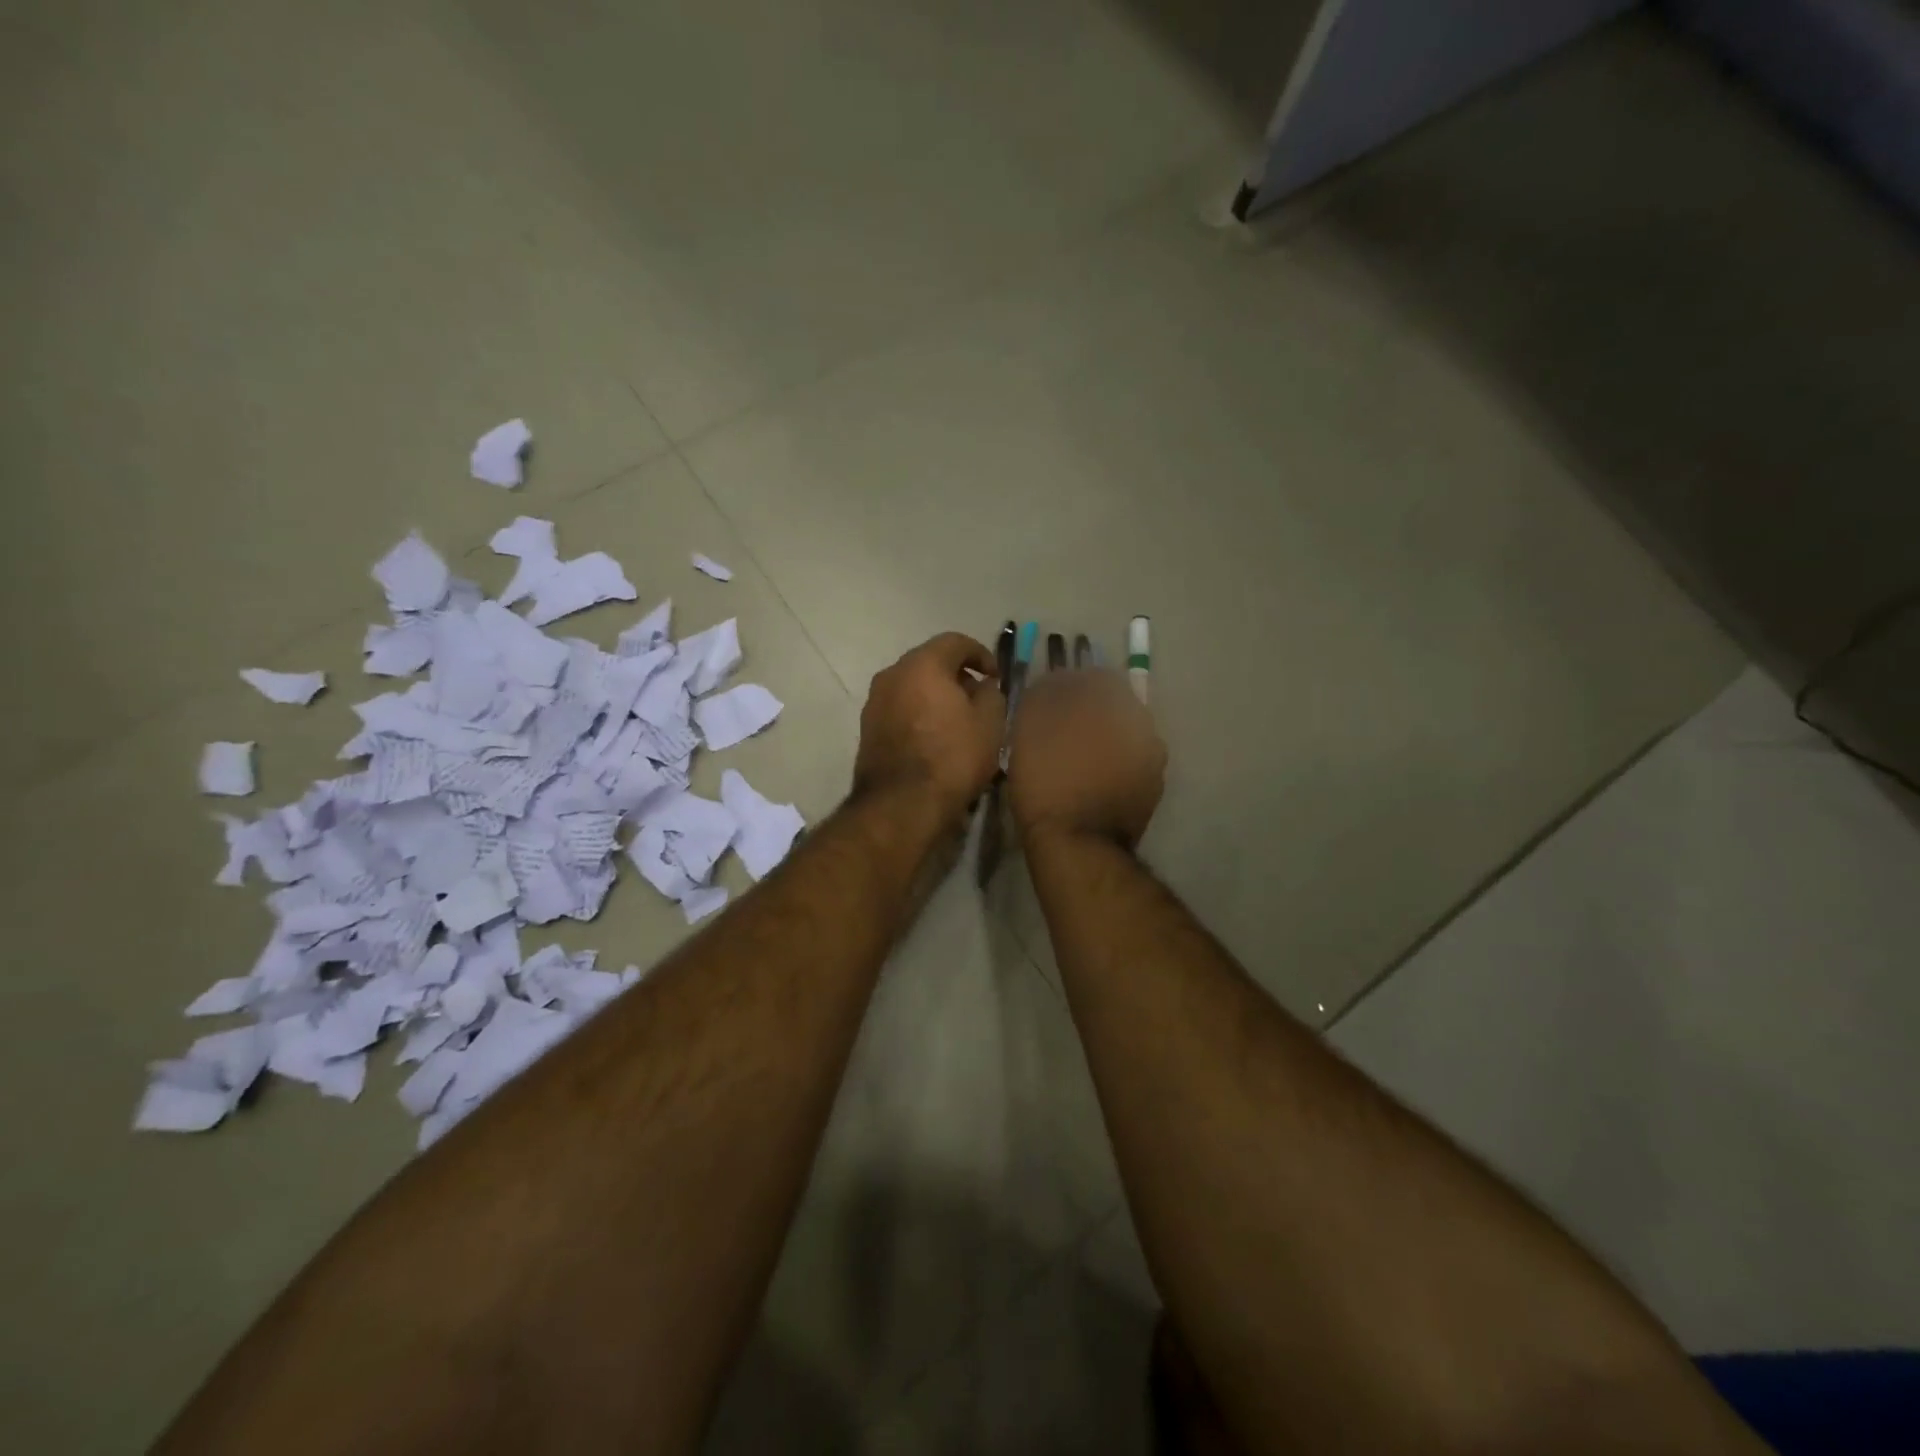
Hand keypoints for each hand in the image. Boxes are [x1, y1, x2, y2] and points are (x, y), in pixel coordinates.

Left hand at [853, 633, 1006, 825]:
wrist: (901, 805)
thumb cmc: (952, 757)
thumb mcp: (990, 724)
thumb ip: (991, 694)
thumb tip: (983, 686)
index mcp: (922, 664)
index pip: (955, 642)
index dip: (981, 654)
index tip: (995, 677)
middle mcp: (892, 674)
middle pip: (930, 663)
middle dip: (956, 676)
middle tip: (978, 699)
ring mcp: (874, 702)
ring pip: (912, 687)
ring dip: (935, 696)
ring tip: (957, 722)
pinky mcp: (867, 729)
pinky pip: (900, 710)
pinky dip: (919, 714)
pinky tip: (935, 739)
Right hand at [1007, 669, 1164, 848]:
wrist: (1079, 844)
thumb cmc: (1047, 782)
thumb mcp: (1028, 730)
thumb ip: (1042, 695)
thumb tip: (1053, 682)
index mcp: (1114, 703)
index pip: (1096, 677)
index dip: (1070, 684)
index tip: (1050, 699)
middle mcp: (1143, 723)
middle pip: (1115, 705)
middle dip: (1091, 711)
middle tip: (1062, 729)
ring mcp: (1154, 757)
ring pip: (1125, 734)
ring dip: (1105, 737)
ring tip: (1077, 757)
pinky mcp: (1154, 787)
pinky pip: (1132, 762)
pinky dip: (1115, 763)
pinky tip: (1093, 779)